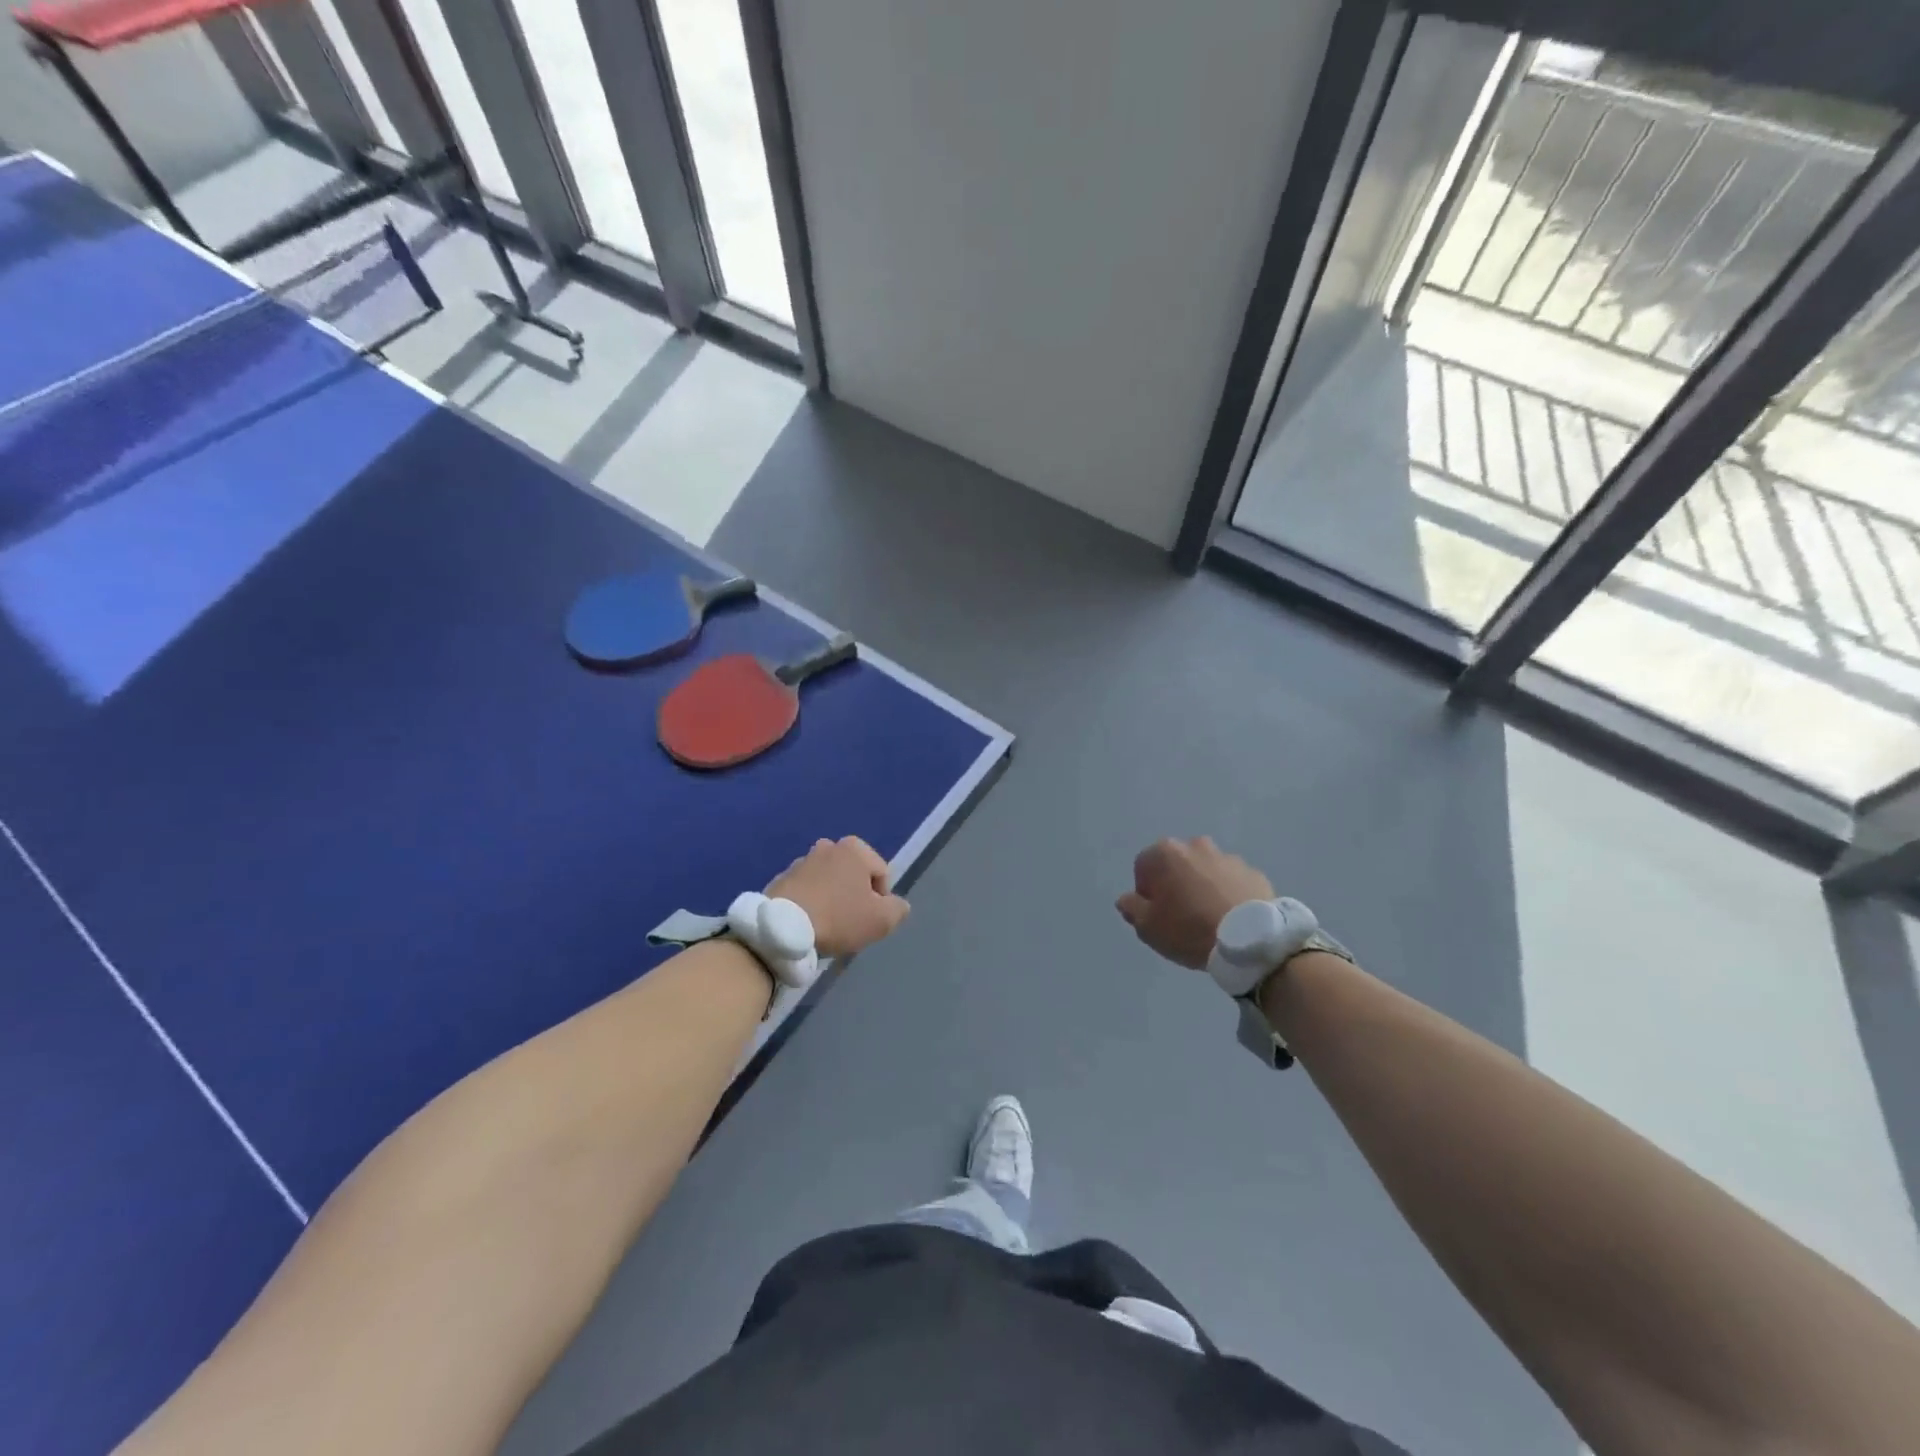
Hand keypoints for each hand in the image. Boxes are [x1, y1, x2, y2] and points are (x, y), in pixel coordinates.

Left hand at [768, 836, 909, 957]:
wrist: (782, 929)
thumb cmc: (838, 918)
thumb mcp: (881, 920)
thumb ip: (898, 909)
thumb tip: (898, 905)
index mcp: (855, 848)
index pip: (882, 875)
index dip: (881, 901)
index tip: (869, 921)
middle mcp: (828, 846)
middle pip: (854, 876)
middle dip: (855, 897)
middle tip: (850, 924)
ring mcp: (801, 861)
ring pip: (829, 883)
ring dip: (832, 900)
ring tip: (826, 927)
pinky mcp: (781, 878)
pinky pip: (806, 892)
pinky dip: (810, 904)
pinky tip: (807, 925)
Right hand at [1117, 837, 1273, 969]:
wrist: (1250, 938)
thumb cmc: (1190, 928)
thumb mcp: (1148, 927)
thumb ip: (1132, 908)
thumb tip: (1127, 899)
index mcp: (1166, 853)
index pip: (1143, 867)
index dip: (1146, 892)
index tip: (1156, 914)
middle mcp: (1196, 845)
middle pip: (1176, 864)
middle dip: (1175, 883)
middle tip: (1181, 914)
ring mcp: (1228, 857)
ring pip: (1206, 870)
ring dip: (1203, 886)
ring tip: (1210, 917)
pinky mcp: (1254, 872)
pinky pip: (1232, 881)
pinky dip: (1228, 893)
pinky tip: (1231, 918)